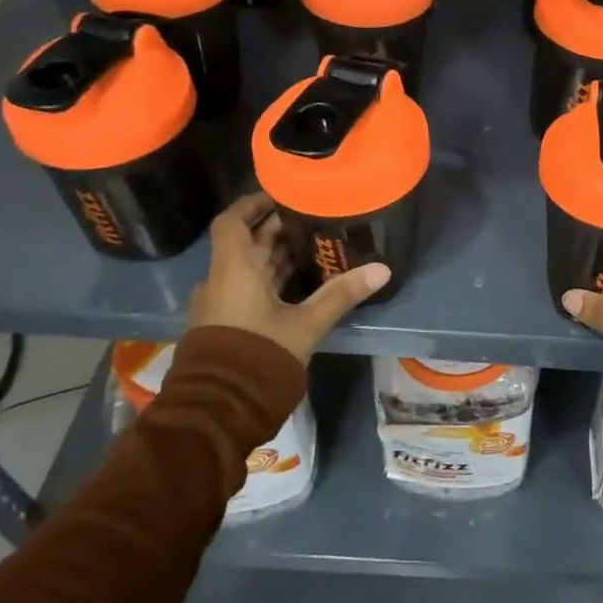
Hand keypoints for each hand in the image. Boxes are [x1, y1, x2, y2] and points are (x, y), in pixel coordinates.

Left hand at [188, 193, 388, 363]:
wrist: (221, 408)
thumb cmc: (259, 354)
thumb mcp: (306, 323)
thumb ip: (341, 293)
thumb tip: (382, 269)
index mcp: (232, 269)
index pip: (232, 221)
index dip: (253, 203)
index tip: (281, 194)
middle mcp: (220, 280)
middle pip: (245, 243)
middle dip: (276, 229)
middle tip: (312, 218)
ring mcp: (220, 304)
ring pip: (248, 267)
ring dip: (275, 255)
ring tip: (313, 245)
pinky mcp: (226, 323)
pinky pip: (248, 288)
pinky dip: (270, 278)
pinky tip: (300, 282)